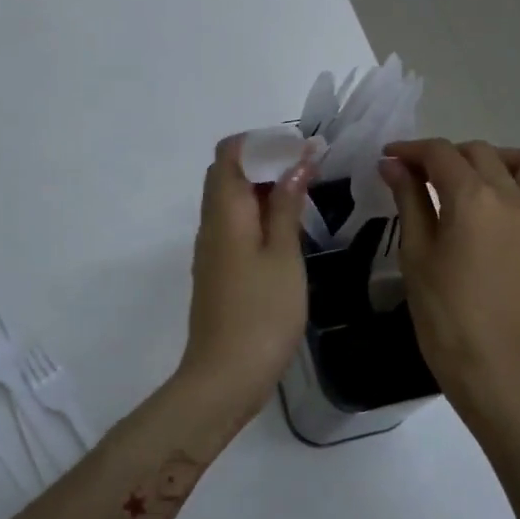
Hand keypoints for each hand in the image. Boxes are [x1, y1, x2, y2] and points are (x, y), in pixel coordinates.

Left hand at [178, 134, 315, 416]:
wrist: (225, 377)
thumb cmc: (261, 313)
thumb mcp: (284, 256)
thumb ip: (287, 206)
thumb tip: (295, 163)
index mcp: (225, 212)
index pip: (229, 153)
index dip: (263, 142)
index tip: (301, 148)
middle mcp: (211, 224)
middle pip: (228, 174)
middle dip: (266, 161)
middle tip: (308, 168)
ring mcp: (212, 249)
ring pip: (232, 201)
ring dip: (264, 188)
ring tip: (305, 192)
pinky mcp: (218, 271)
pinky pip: (235, 226)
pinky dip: (259, 214)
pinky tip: (288, 229)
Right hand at [379, 140, 519, 433]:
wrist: (490, 361)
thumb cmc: (442, 309)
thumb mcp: (416, 250)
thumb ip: (408, 199)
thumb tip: (393, 164)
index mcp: (471, 197)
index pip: (439, 153)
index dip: (410, 150)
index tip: (390, 158)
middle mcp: (512, 196)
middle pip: (479, 152)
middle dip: (446, 156)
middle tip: (421, 177)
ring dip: (502, 160)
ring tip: (478, 181)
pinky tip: (519, 210)